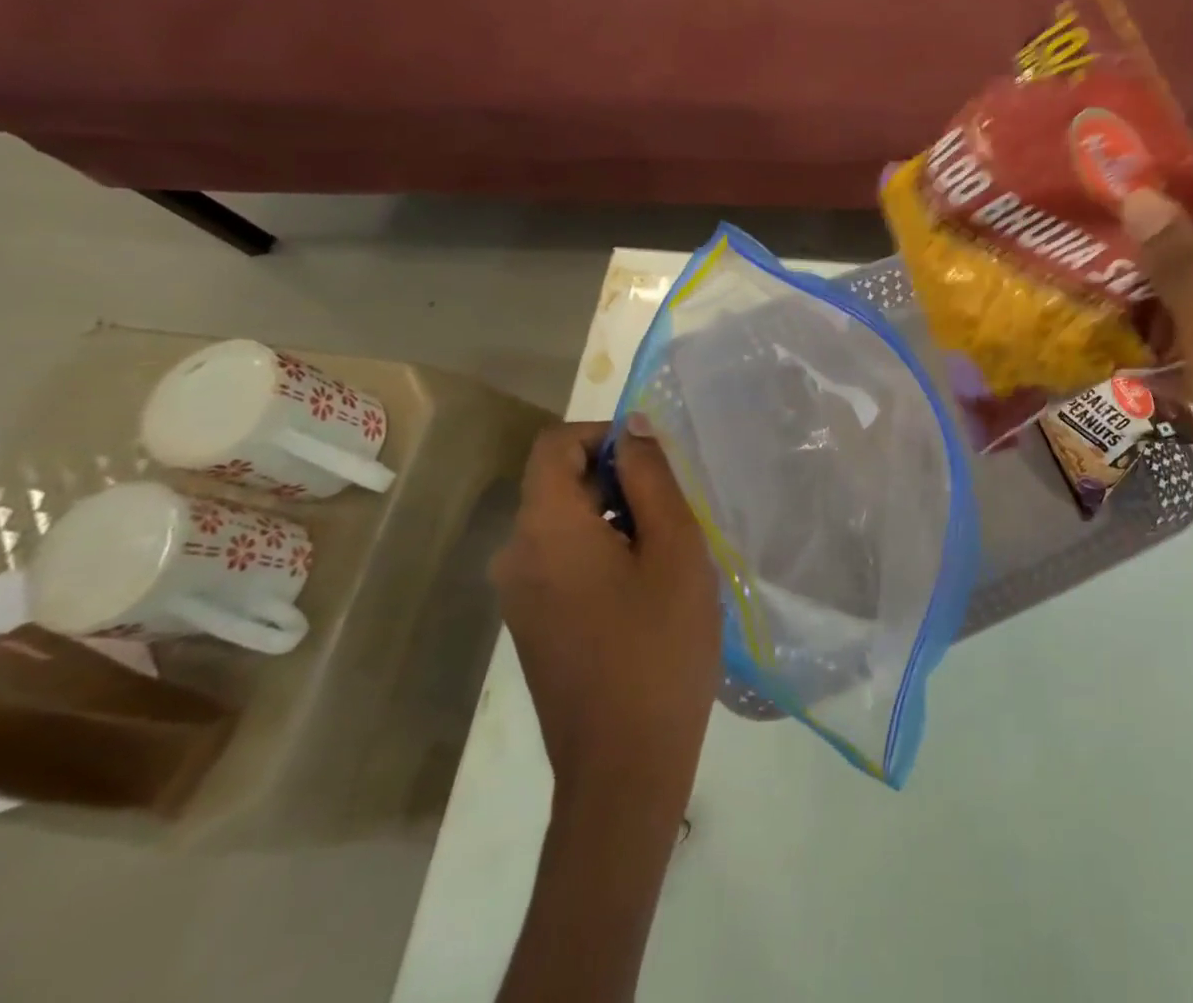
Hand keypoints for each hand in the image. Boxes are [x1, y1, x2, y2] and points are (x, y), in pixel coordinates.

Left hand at [490, 420, 721, 793]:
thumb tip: (633, 427)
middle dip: (618, 479)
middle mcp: (516, 555)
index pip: (555, 444)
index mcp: (545, 529)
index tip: (656, 463)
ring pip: (565, 521)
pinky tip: (645, 588)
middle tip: (676, 513)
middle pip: (559, 481)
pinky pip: (561, 558)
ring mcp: (519, 594)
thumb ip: (652, 478)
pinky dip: (601, 549)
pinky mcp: (531, 623)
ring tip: (668, 553)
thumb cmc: (660, 645)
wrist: (625, 766)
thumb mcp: (674, 548)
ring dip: (616, 516)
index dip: (605, 435)